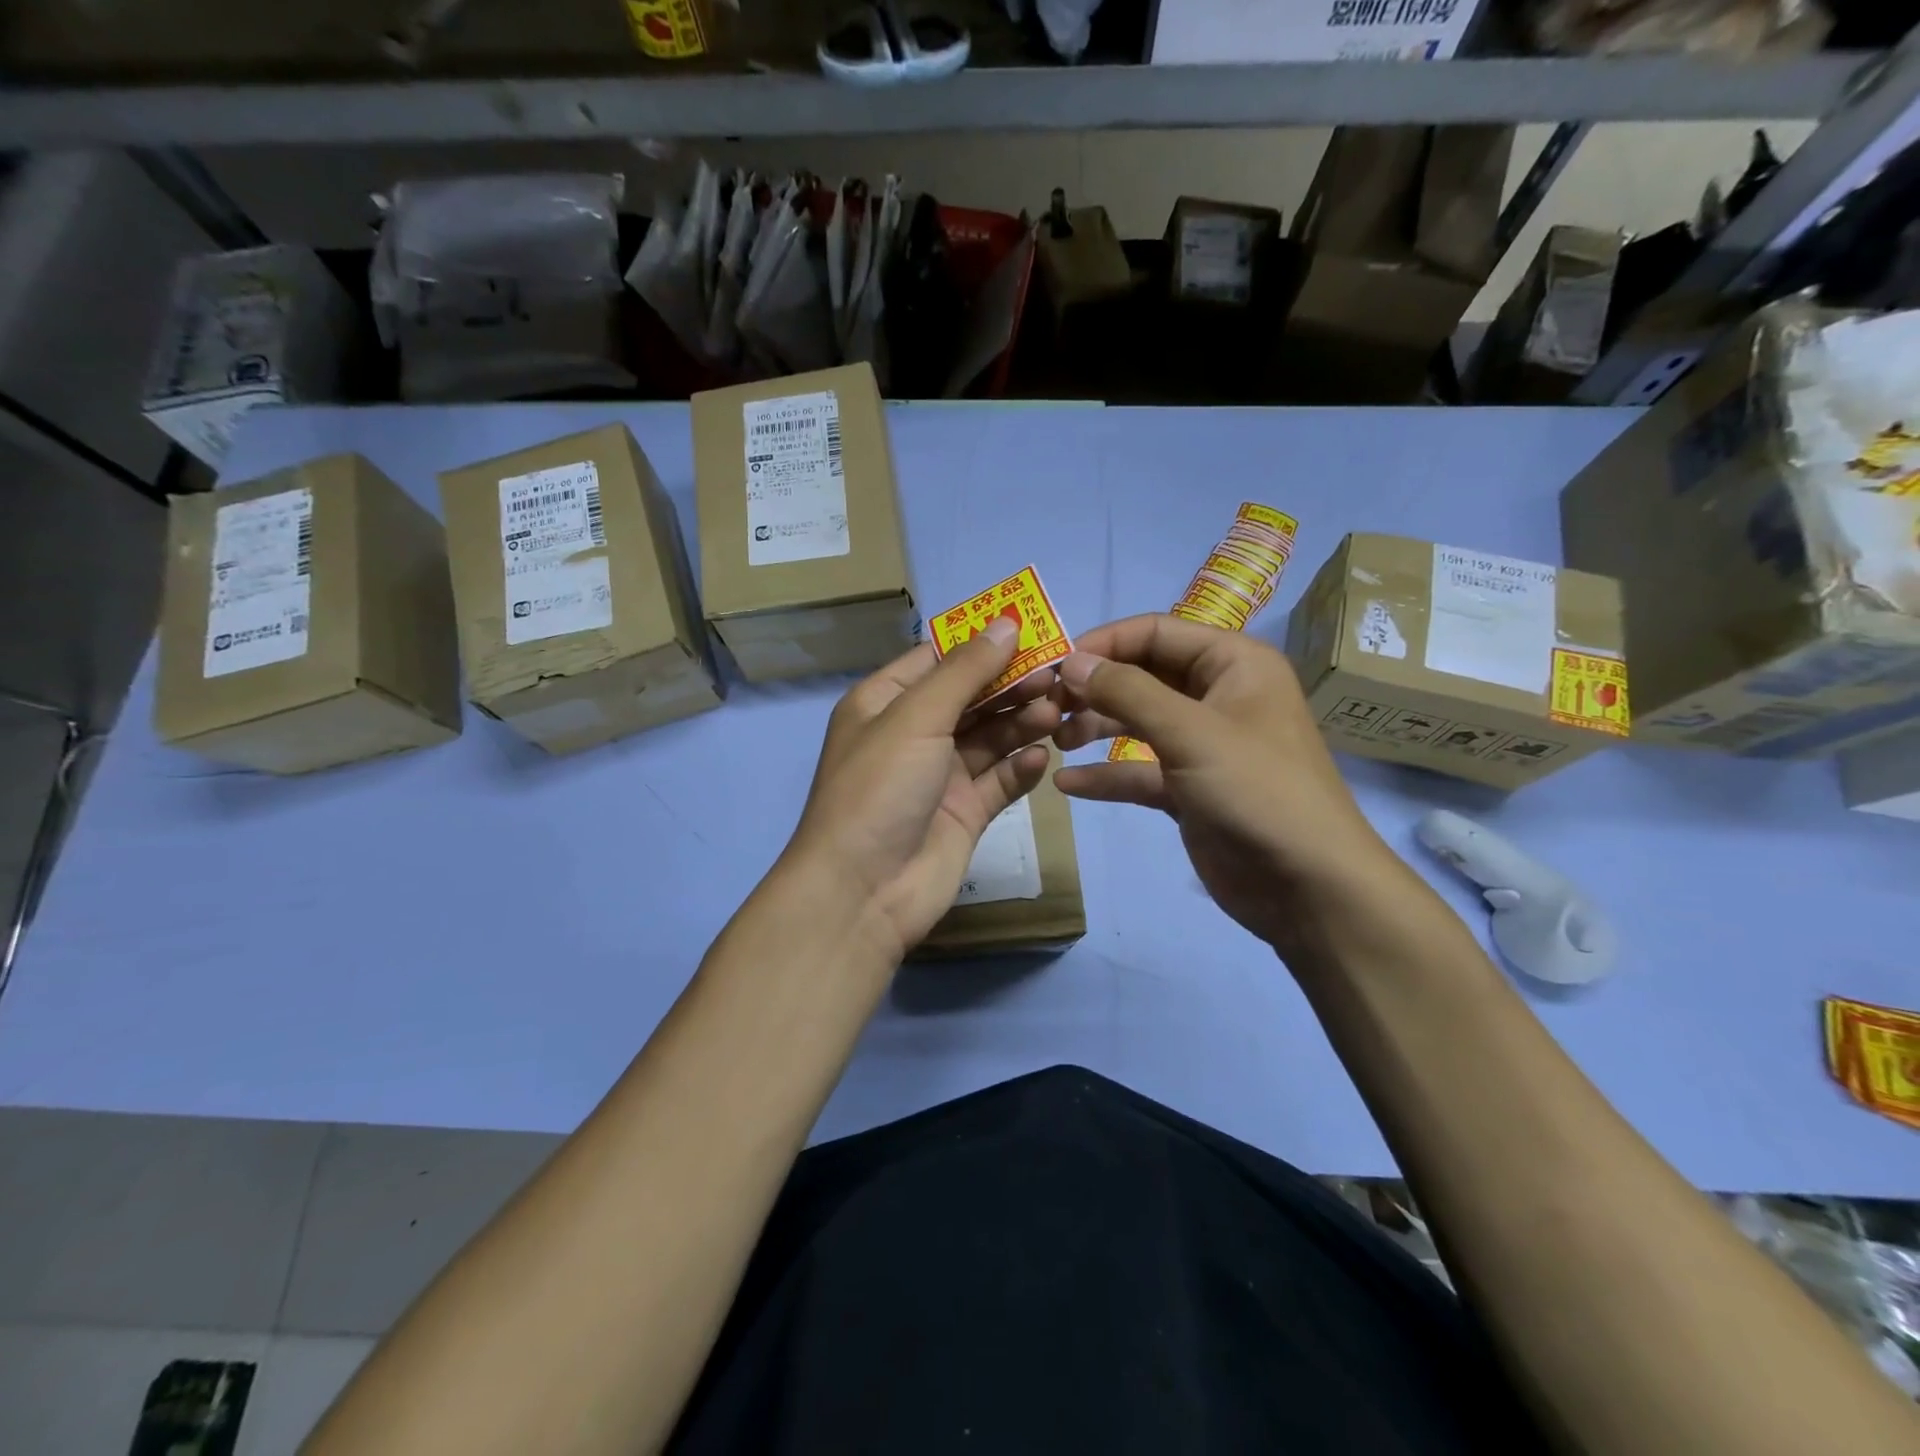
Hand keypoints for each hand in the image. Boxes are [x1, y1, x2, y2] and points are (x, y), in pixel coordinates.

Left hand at [785, 619, 1059, 960]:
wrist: (862, 891)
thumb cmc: (879, 788)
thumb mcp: (917, 717)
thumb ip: (965, 671)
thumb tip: (1007, 622)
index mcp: (886, 702)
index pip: (939, 658)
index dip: (983, 643)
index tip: (1034, 631)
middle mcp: (913, 733)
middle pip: (971, 696)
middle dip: (1011, 684)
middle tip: (1057, 677)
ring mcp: (939, 775)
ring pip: (990, 737)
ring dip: (1022, 723)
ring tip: (1057, 713)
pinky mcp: (964, 813)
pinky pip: (999, 780)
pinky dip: (1021, 767)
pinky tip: (1043, 757)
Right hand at [1051, 614, 1403, 952]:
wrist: (1308, 885)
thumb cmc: (1256, 790)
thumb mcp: (1189, 731)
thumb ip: (1126, 691)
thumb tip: (1071, 662)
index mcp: (1232, 663)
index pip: (1155, 632)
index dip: (1103, 644)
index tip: (1054, 666)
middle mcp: (1217, 695)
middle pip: (1142, 675)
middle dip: (1094, 688)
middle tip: (1047, 708)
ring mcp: (1203, 744)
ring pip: (1137, 721)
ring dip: (1095, 727)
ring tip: (1054, 741)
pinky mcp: (1190, 788)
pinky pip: (1140, 770)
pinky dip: (1107, 774)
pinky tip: (1068, 785)